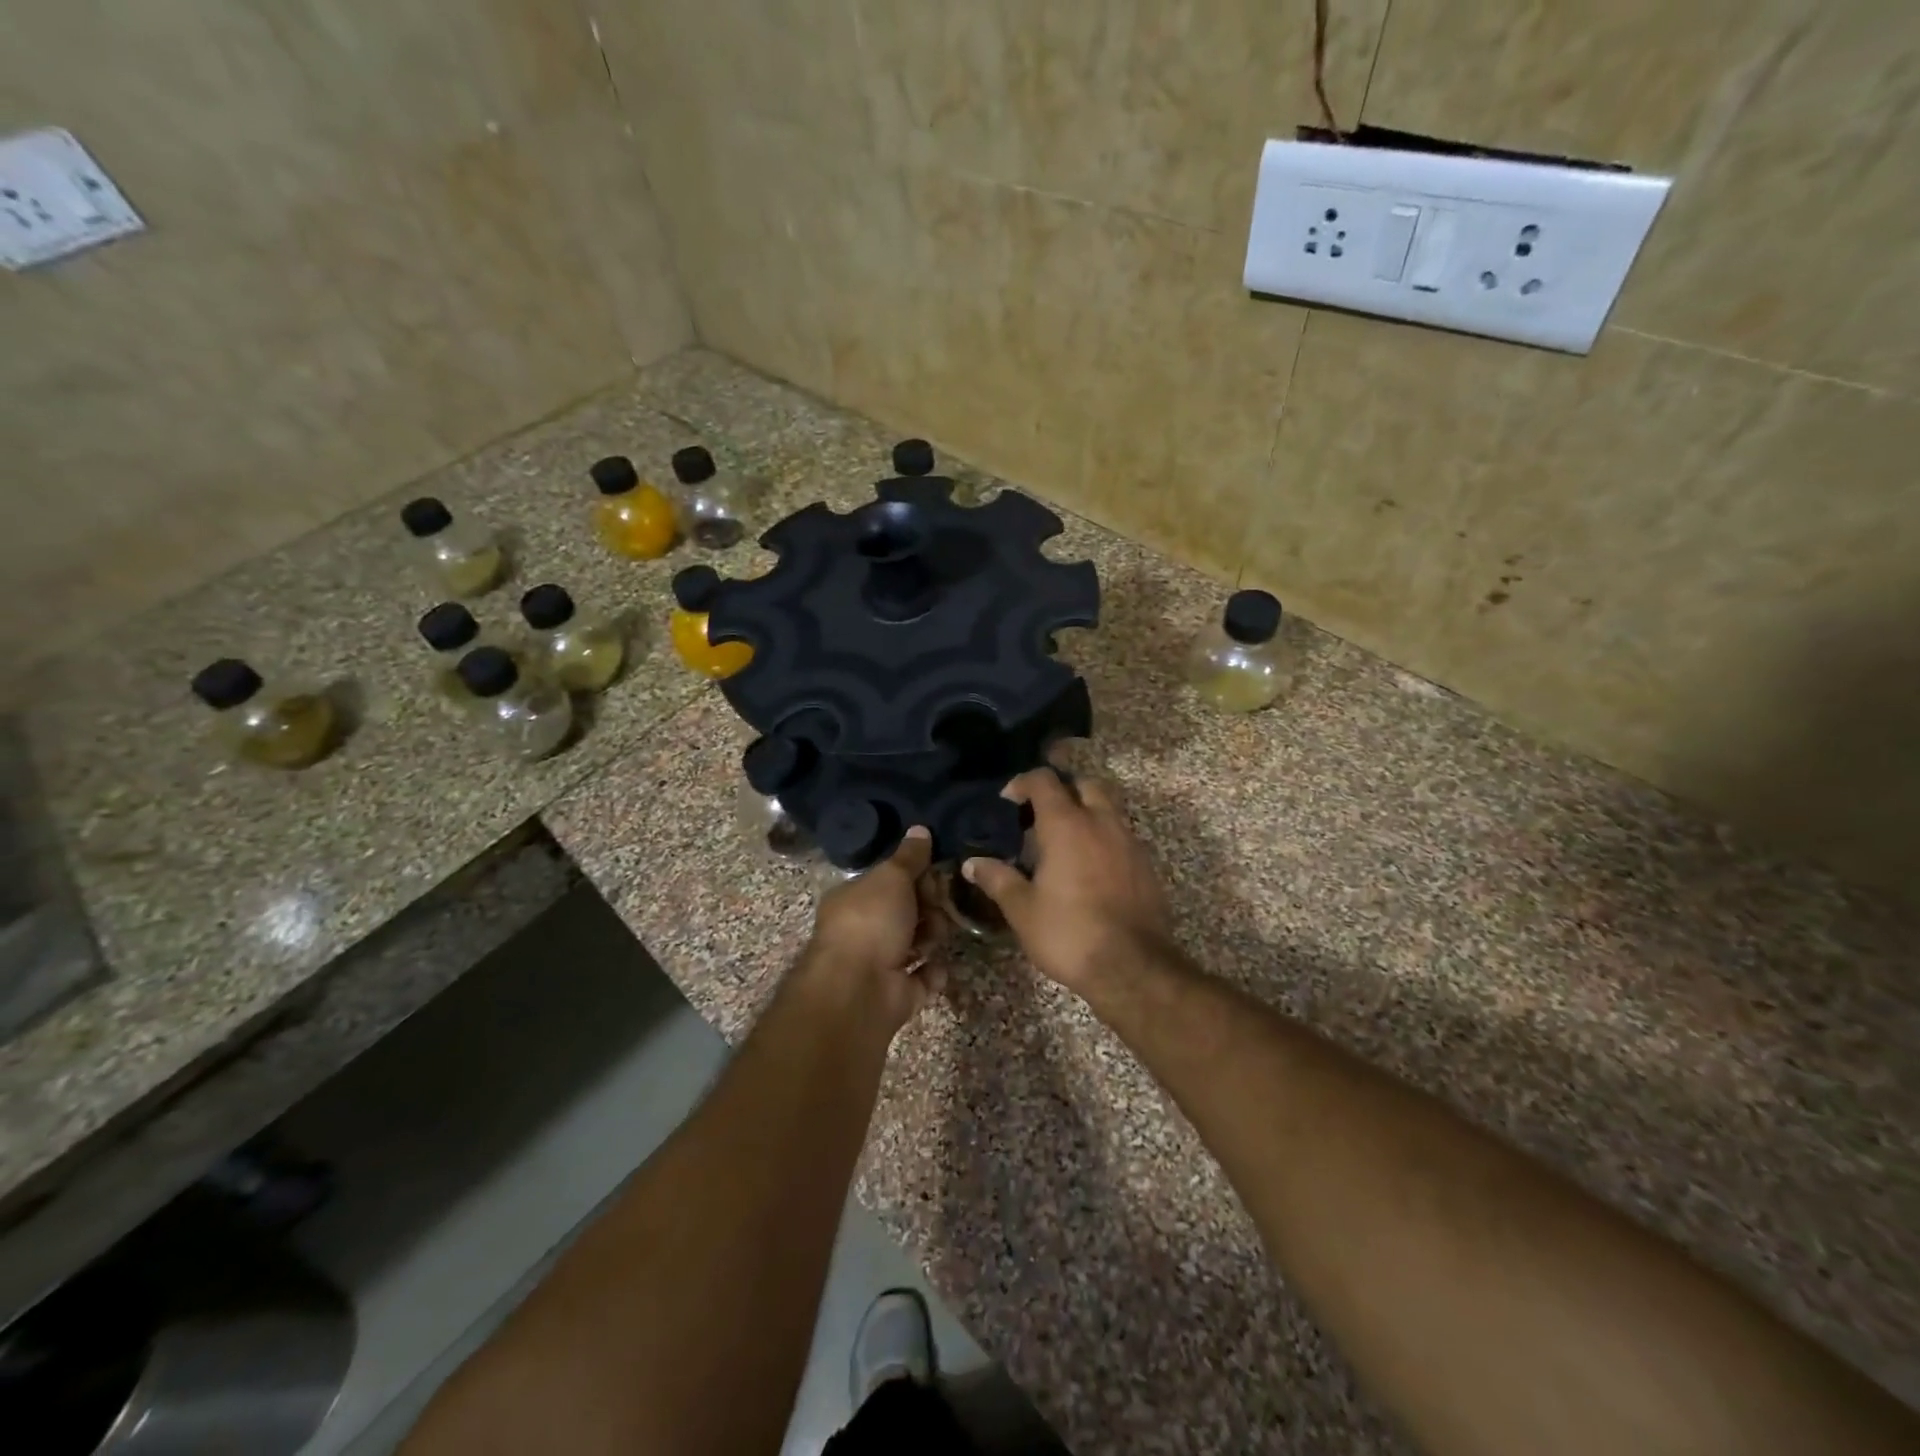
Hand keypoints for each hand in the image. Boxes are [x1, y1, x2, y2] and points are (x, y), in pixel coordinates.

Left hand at [800, 826, 947, 1036]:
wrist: (858, 989)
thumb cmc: (871, 922)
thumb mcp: (892, 877)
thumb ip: (909, 856)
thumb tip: (920, 829)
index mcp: (854, 899)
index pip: (890, 881)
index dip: (915, 875)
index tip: (935, 873)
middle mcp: (864, 930)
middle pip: (907, 911)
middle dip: (928, 907)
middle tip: (938, 906)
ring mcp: (879, 964)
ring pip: (918, 942)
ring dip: (932, 937)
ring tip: (935, 937)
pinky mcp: (897, 994)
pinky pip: (923, 978)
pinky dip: (933, 973)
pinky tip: (937, 966)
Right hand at [962, 766, 1172, 993]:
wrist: (1132, 967)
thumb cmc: (1068, 933)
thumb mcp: (1022, 909)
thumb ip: (997, 879)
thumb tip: (972, 863)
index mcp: (1067, 825)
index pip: (1045, 781)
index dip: (1023, 783)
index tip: (1008, 800)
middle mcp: (1101, 822)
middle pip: (1085, 785)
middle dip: (1063, 791)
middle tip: (1042, 815)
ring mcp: (1129, 842)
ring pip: (1108, 809)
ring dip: (1086, 814)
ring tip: (1065, 843)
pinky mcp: (1146, 865)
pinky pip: (1122, 836)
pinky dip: (1104, 839)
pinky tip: (1090, 868)